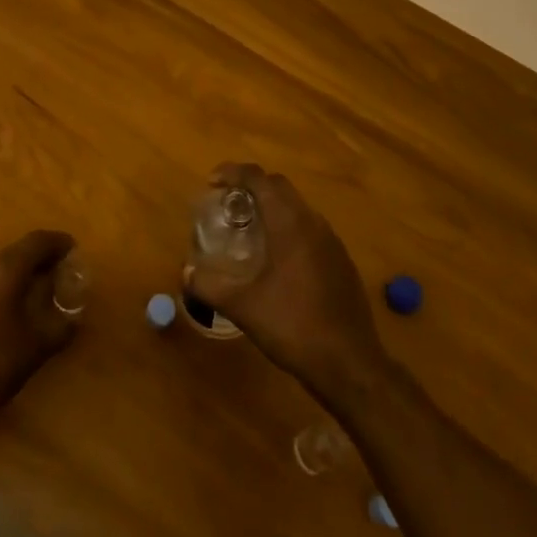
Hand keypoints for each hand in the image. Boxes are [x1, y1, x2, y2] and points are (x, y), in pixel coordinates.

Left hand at [0, 230, 79, 429]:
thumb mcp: (38, 346)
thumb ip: (62, 326)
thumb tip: (75, 317)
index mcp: (5, 269)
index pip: (37, 241)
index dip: (58, 242)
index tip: (74, 249)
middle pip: (19, 252)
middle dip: (42, 259)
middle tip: (63, 272)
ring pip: (3, 268)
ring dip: (24, 274)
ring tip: (43, 291)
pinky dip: (8, 287)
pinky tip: (17, 310)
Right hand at [189, 165, 390, 408]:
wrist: (350, 365)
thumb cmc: (294, 327)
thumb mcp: (243, 307)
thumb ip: (210, 286)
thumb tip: (185, 272)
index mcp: (290, 223)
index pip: (259, 179)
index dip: (233, 172)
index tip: (212, 182)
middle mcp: (313, 223)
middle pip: (280, 186)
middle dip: (251, 186)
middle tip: (227, 203)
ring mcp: (332, 242)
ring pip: (297, 207)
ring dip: (272, 207)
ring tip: (248, 228)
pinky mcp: (341, 261)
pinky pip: (310, 229)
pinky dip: (289, 228)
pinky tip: (277, 259)